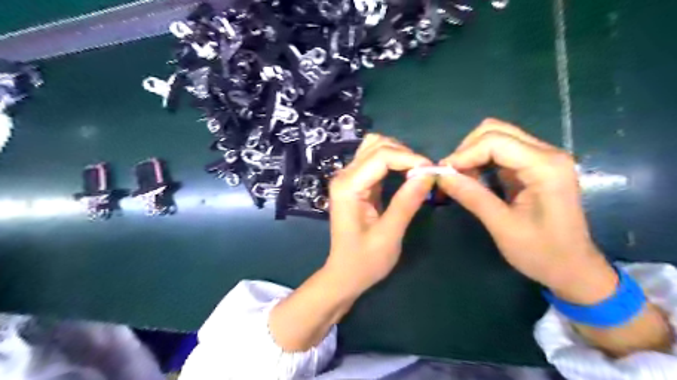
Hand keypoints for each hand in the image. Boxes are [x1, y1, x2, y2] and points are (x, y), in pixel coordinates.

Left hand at [327, 135, 432, 295]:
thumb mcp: (389, 235)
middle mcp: (344, 176)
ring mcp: (348, 178)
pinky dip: (393, 162)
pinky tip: (406, 174)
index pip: (381, 156)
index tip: (432, 171)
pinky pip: (375, 161)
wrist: (345, 274)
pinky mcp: (355, 183)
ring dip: (398, 154)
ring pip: (375, 148)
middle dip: (405, 154)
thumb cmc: (364, 261)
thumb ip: (406, 202)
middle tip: (426, 173)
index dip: (409, 158)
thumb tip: (428, 173)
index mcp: (348, 186)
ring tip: (417, 172)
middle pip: (376, 145)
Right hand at [439, 118, 617, 304]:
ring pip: (496, 138)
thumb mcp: (502, 226)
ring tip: (459, 179)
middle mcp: (546, 153)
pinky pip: (500, 152)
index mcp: (545, 167)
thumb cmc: (542, 252)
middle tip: (451, 175)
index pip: (495, 142)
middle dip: (467, 150)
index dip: (464, 154)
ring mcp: (541, 158)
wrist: (572, 268)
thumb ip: (472, 196)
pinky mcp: (533, 166)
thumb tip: (441, 176)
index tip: (443, 174)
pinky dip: (480, 161)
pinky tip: (472, 180)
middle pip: (496, 131)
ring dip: (472, 154)